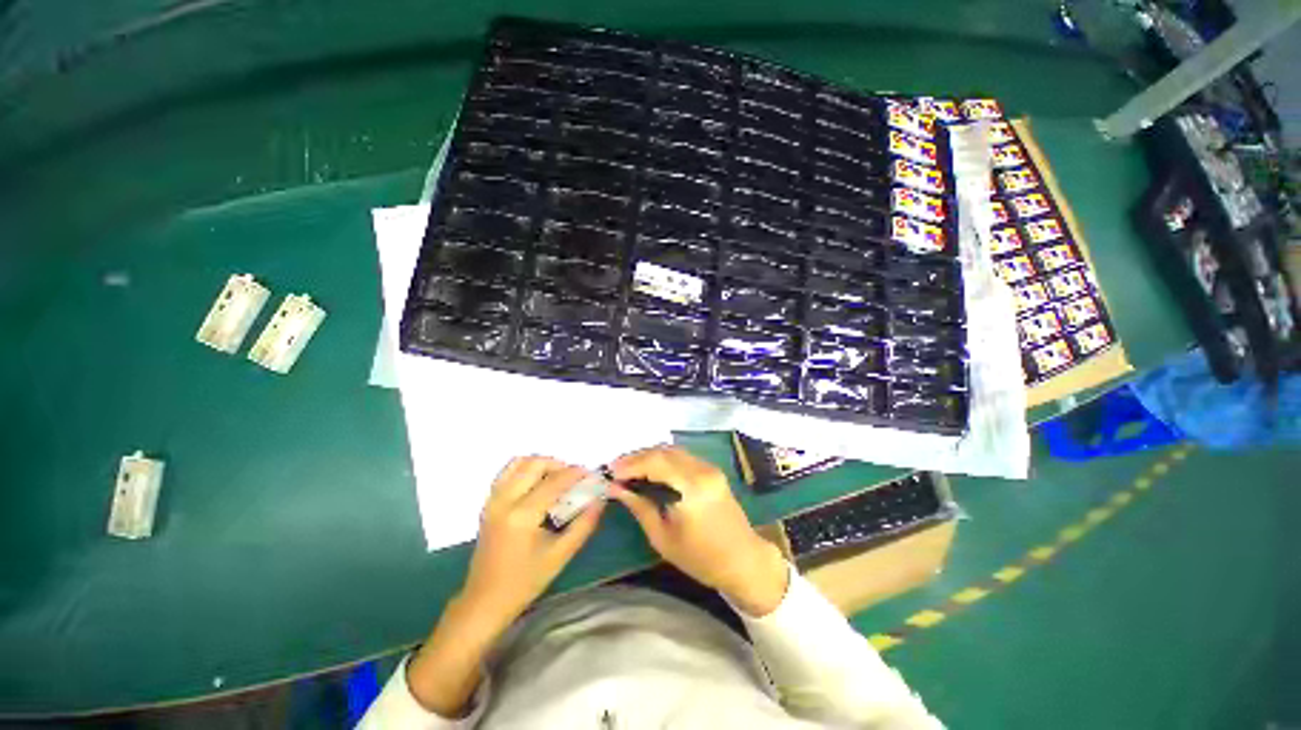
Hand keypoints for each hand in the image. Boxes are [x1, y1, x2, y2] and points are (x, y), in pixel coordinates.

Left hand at [460, 456, 605, 626]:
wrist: (484, 601)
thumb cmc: (524, 582)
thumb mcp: (560, 555)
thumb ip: (584, 524)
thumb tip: (600, 500)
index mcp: (522, 515)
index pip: (554, 481)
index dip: (575, 473)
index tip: (591, 474)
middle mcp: (504, 500)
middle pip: (534, 463)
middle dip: (559, 465)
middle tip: (574, 478)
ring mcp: (493, 499)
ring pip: (519, 462)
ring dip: (541, 464)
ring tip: (557, 477)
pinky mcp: (488, 502)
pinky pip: (507, 472)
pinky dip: (525, 469)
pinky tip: (538, 483)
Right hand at [609, 445, 788, 616]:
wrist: (744, 561)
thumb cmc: (701, 558)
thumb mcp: (663, 538)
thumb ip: (639, 507)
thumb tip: (615, 489)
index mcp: (692, 487)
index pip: (656, 462)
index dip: (631, 463)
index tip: (611, 471)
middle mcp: (702, 469)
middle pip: (664, 451)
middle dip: (638, 456)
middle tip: (617, 468)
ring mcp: (709, 467)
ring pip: (673, 450)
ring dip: (650, 455)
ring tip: (630, 468)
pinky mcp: (712, 470)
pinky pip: (682, 456)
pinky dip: (663, 459)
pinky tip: (650, 470)